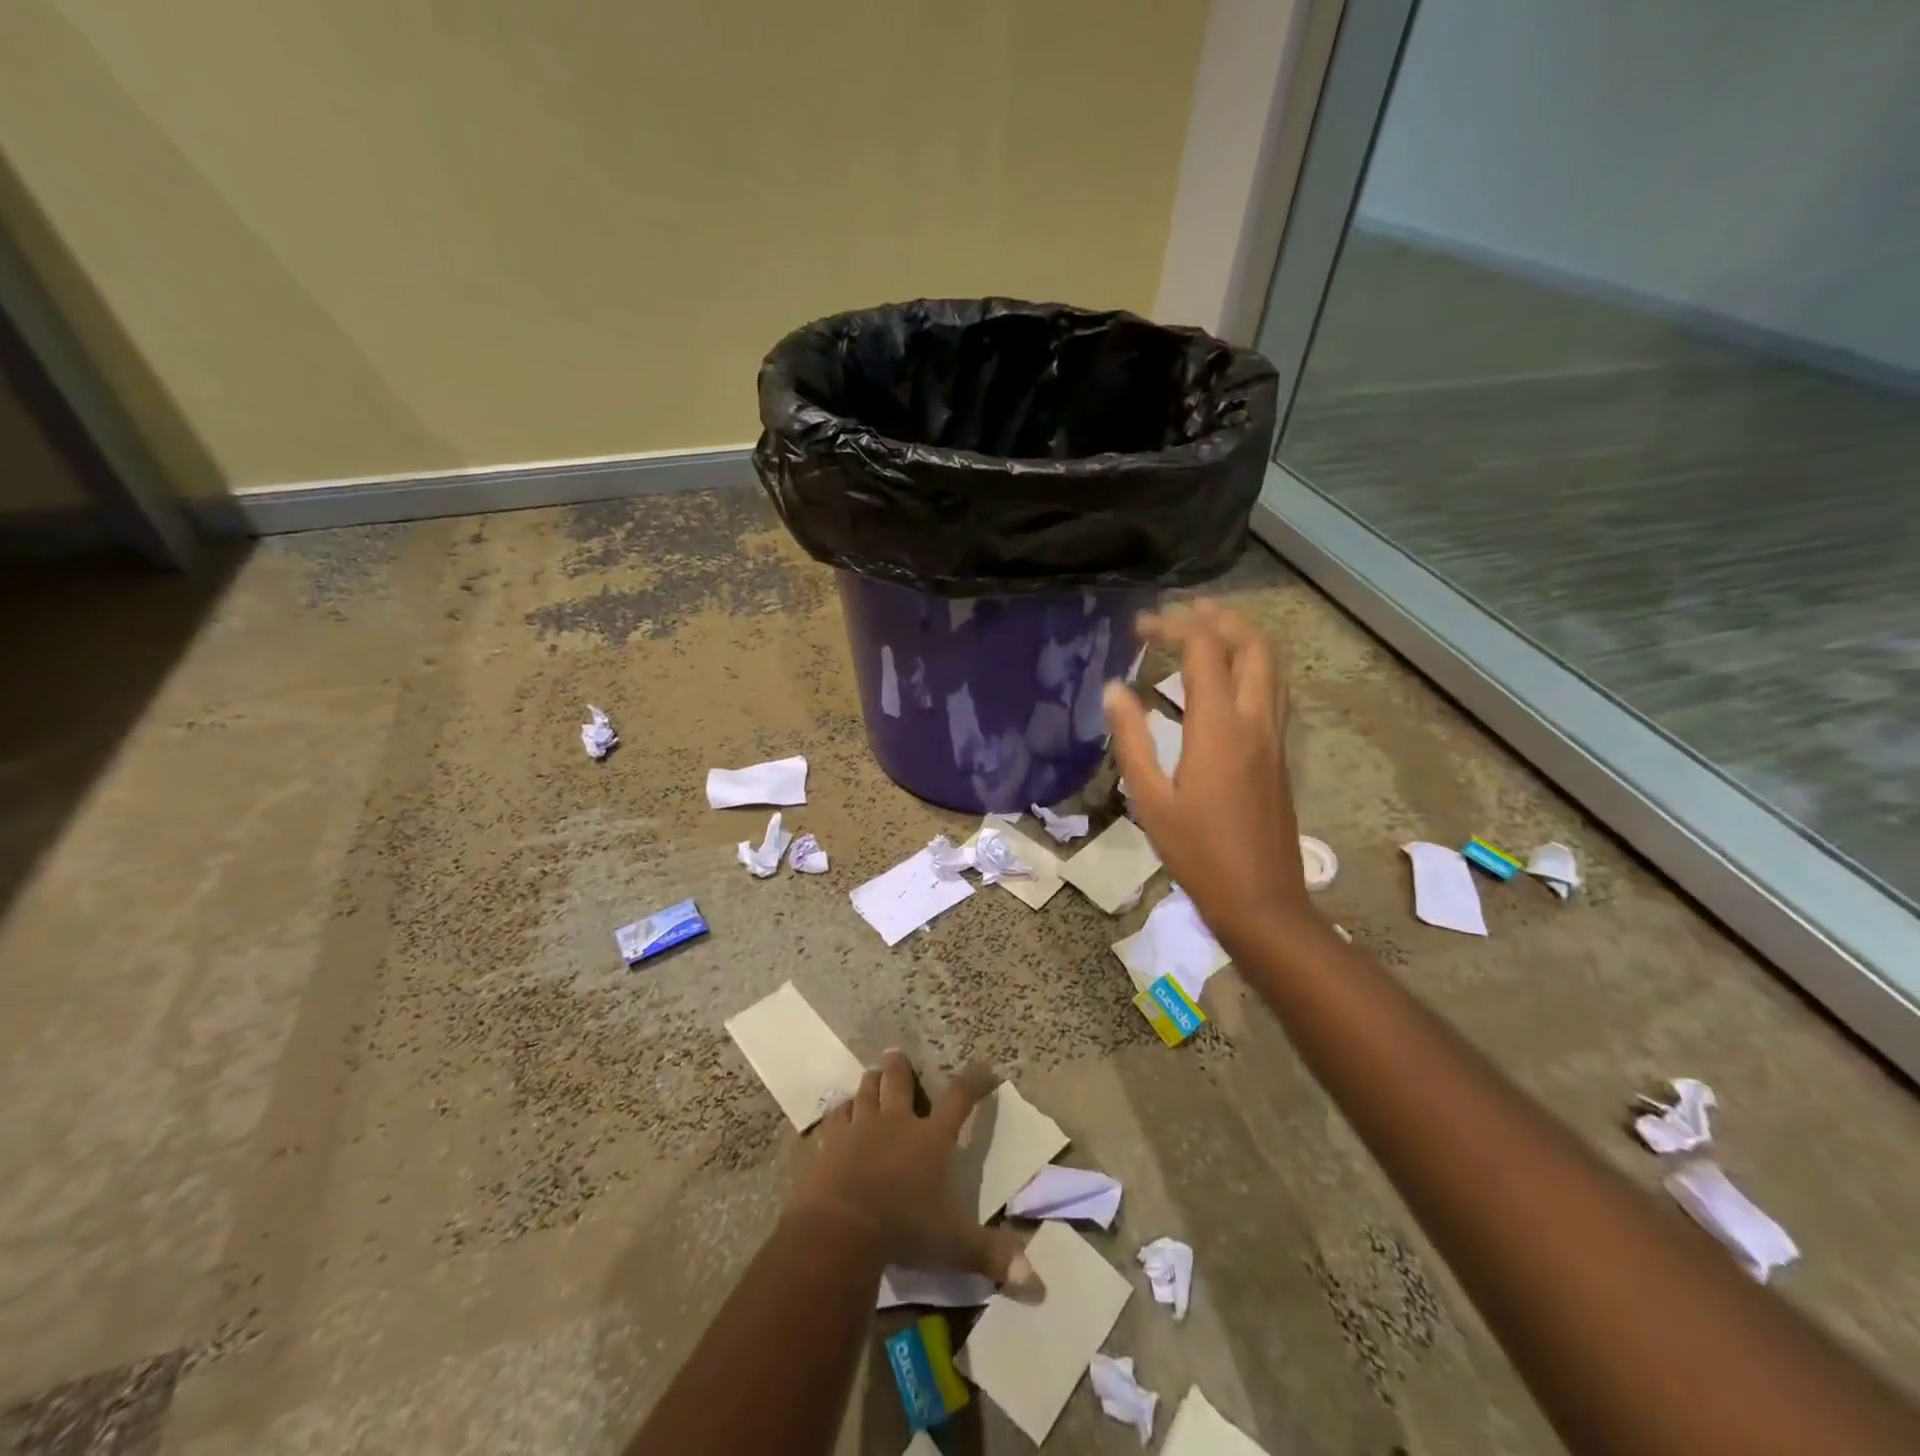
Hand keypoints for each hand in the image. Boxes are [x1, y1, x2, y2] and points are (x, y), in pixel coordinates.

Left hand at [788, 1053, 1039, 1295]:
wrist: (841, 1228)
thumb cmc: (904, 1229)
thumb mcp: (955, 1246)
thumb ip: (992, 1255)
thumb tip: (1035, 1281)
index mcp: (932, 1139)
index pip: (960, 1098)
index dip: (975, 1081)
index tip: (985, 1069)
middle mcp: (897, 1123)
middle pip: (899, 1082)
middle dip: (900, 1067)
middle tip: (895, 1052)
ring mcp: (860, 1129)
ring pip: (866, 1092)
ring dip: (870, 1081)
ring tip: (871, 1073)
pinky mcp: (831, 1144)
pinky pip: (835, 1118)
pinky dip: (839, 1112)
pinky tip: (839, 1111)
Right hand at [1105, 600, 1313, 943]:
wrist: (1261, 898)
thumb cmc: (1197, 852)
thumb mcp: (1150, 798)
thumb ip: (1132, 739)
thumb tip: (1115, 690)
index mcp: (1219, 728)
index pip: (1204, 651)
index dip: (1173, 625)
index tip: (1141, 626)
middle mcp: (1255, 720)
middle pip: (1252, 644)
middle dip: (1219, 616)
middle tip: (1183, 610)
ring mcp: (1274, 736)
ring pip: (1271, 664)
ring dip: (1242, 636)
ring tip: (1207, 628)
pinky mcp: (1280, 753)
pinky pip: (1272, 688)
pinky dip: (1251, 664)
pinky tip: (1225, 677)